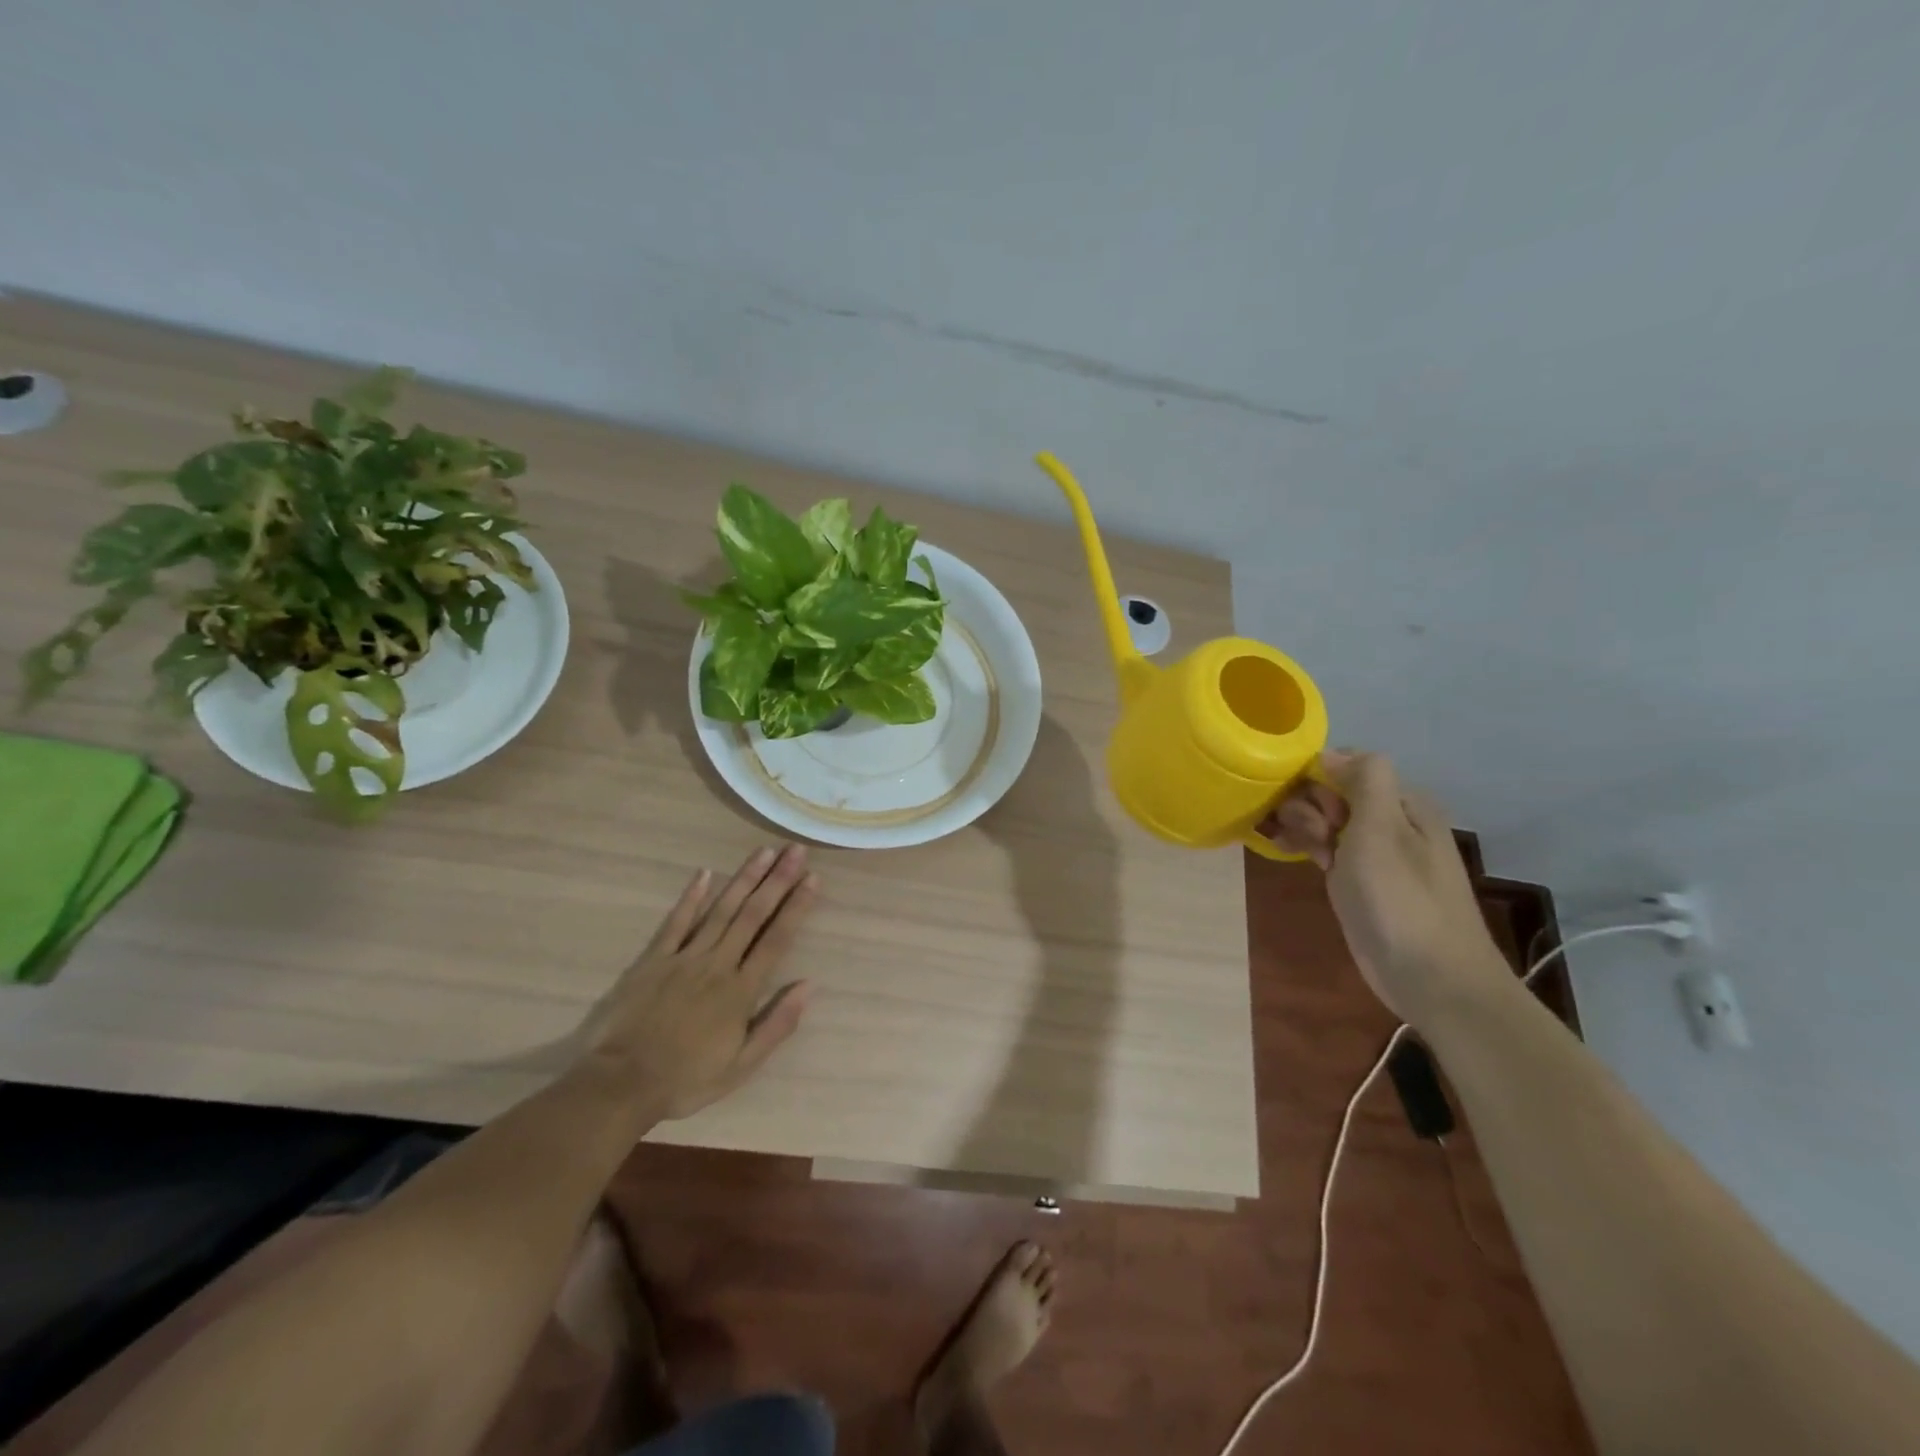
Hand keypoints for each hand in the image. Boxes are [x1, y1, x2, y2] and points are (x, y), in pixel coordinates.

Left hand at [584, 844, 816, 1118]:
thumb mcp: (741, 1067)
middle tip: (796, 851)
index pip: (776, 940)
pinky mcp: (654, 959)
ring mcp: (684, 957)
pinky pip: (676, 921)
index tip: (813, 878)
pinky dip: (692, 896)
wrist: (620, 1084)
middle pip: (753, 915)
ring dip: (744, 879)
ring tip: (764, 852)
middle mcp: (717, 964)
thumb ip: (776, 1025)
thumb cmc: (686, 1079)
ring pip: (721, 910)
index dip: (796, 907)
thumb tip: (808, 985)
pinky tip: (705, 873)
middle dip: (777, 881)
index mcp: (741, 991)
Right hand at [1261, 752, 1509, 1025]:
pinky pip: (1326, 848)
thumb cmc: (1402, 900)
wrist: (1431, 979)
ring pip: (1326, 819)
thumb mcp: (1382, 830)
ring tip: (1287, 844)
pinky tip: (1284, 850)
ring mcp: (1374, 852)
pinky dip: (1305, 845)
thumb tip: (1331, 752)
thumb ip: (1364, 780)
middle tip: (1305, 835)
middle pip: (1333, 790)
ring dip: (1301, 824)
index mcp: (1403, 802)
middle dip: (1306, 803)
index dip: (1316, 776)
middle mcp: (1390, 820)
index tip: (1302, 803)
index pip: (1346, 765)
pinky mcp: (1359, 881)